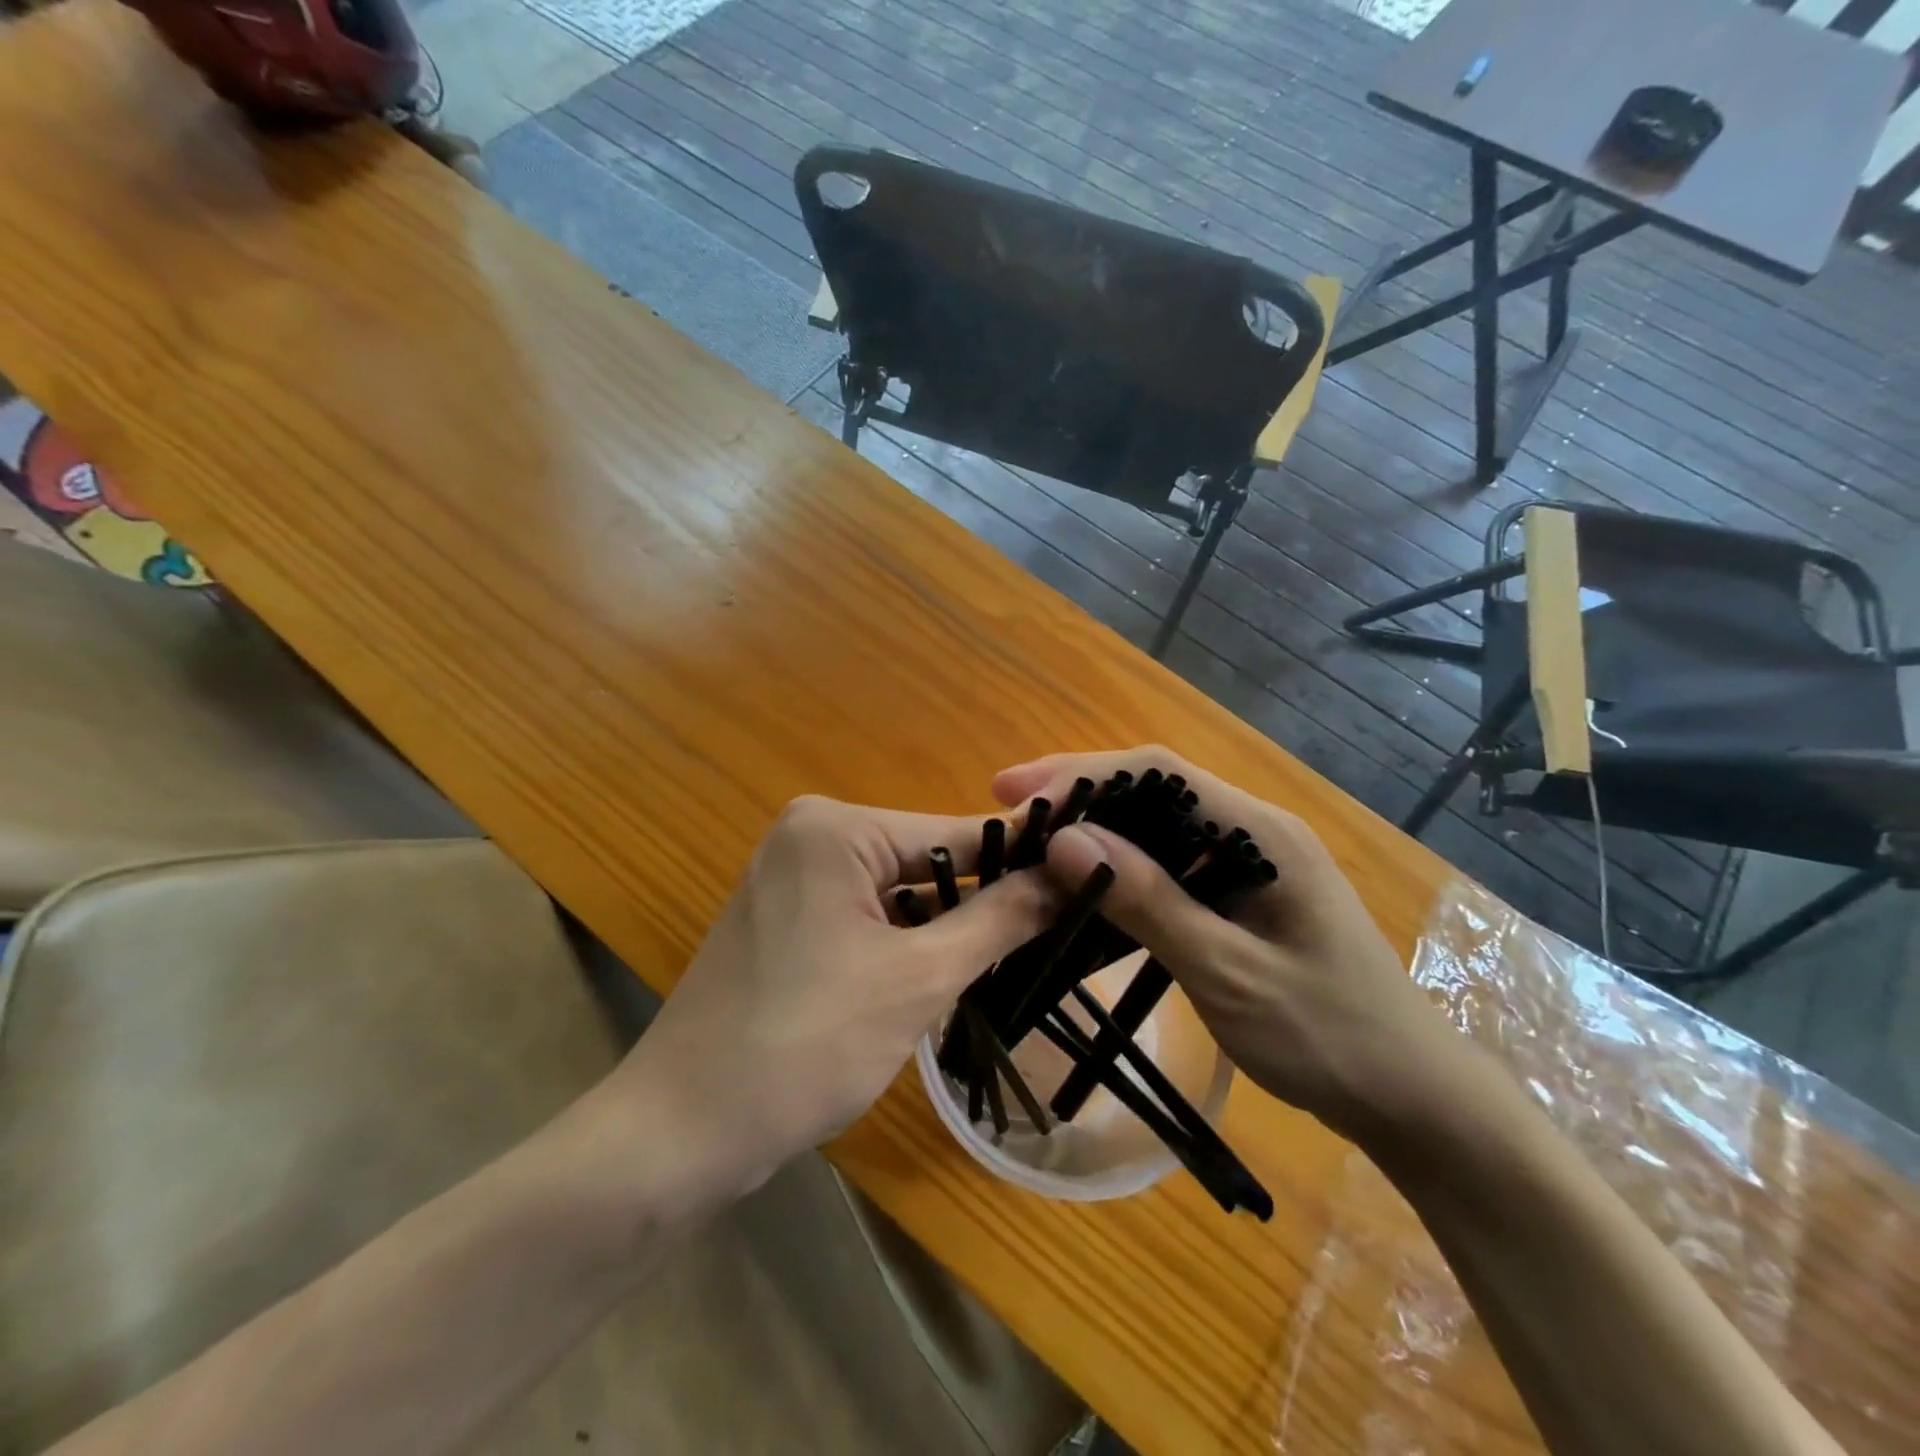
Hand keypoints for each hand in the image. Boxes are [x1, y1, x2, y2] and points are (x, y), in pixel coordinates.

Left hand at [615, 795, 1058, 1207]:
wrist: (681, 1131)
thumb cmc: (804, 1045)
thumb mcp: (918, 979)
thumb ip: (999, 919)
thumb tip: (1073, 871)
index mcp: (836, 827)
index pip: (955, 833)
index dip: (1021, 861)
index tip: (1085, 882)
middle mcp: (811, 834)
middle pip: (925, 862)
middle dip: (977, 906)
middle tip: (1046, 942)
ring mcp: (792, 876)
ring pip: (897, 893)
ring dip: (941, 931)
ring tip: (999, 967)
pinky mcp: (786, 918)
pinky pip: (865, 916)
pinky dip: (901, 944)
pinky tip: (930, 982)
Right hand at [994, 748, 1460, 1141]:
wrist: (1413, 1097)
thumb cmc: (1330, 1038)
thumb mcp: (1230, 974)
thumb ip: (1151, 904)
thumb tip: (1067, 840)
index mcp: (1262, 832)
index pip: (1159, 772)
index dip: (1082, 773)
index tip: (1014, 792)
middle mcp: (1255, 829)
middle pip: (1154, 788)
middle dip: (1080, 793)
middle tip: (1011, 814)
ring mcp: (1252, 859)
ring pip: (1159, 823)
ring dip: (1098, 827)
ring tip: (1034, 842)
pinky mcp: (1244, 891)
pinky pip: (1172, 860)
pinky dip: (1123, 864)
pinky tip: (1088, 881)